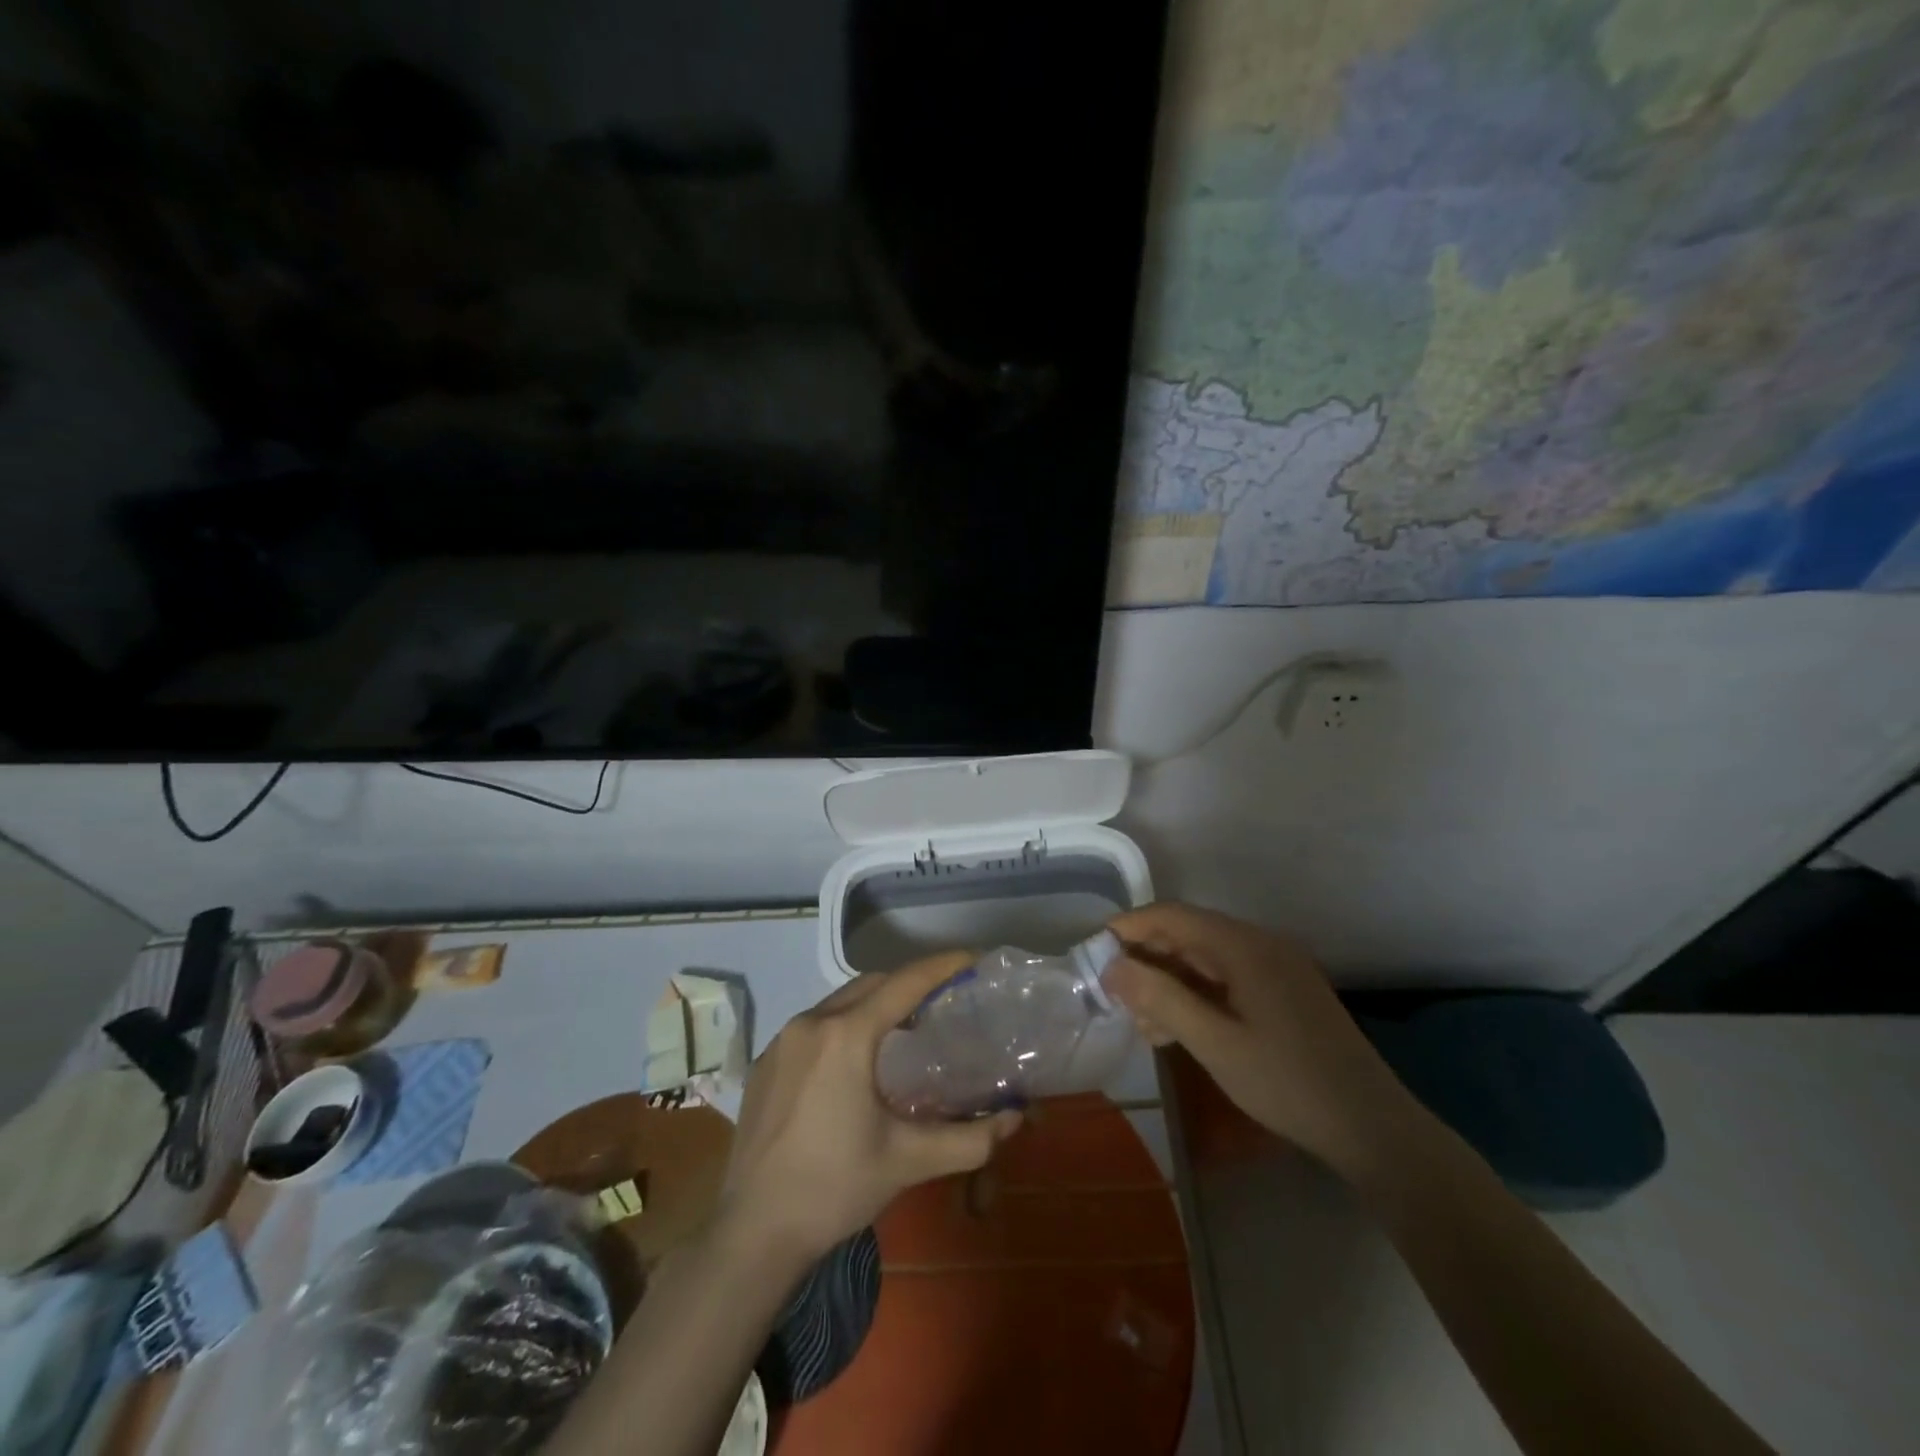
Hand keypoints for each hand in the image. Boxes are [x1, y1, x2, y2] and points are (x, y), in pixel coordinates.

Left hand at [719, 953, 1022, 1262]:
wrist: (752, 1233)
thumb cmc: (834, 1189)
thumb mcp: (908, 1161)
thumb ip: (969, 1139)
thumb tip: (1014, 1120)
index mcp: (846, 1036)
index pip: (904, 983)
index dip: (942, 967)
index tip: (972, 959)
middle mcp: (810, 1023)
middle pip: (871, 984)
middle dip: (910, 984)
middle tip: (944, 1001)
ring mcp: (781, 1041)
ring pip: (839, 1001)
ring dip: (875, 1004)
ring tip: (905, 1030)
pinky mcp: (765, 1062)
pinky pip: (814, 1024)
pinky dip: (844, 1024)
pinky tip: (856, 1061)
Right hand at [1104, 903, 1418, 1180]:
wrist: (1373, 1128)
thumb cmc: (1287, 1083)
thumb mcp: (1214, 1043)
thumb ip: (1160, 998)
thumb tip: (1112, 966)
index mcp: (1244, 946)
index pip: (1173, 915)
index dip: (1130, 927)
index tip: (1094, 952)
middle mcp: (1261, 944)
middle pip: (1189, 934)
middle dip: (1148, 960)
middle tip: (1117, 997)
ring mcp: (1278, 968)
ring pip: (1207, 959)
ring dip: (1170, 981)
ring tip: (1143, 1023)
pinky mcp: (1286, 992)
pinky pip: (1228, 978)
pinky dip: (1198, 994)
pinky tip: (1180, 1029)